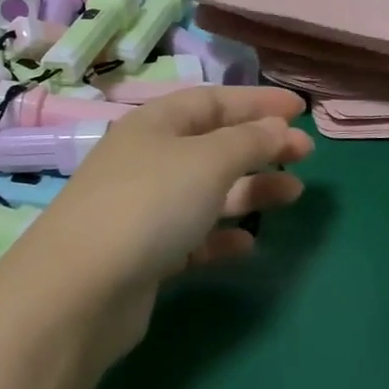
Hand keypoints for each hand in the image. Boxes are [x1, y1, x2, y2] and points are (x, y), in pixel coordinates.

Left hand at [0, 86, 313, 361]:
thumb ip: (248, 141)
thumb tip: (279, 126)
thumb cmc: (149, 204)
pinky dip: (221, 235)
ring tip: (293, 193)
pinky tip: (249, 244)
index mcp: (155, 124)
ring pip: (206, 190)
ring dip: (249, 189)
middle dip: (259, 145)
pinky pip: (192, 236)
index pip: (213, 100)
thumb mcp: (206, 161)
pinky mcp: (144, 253)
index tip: (300, 109)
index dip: (257, 101)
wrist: (81, 288)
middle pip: (211, 144)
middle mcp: (147, 159)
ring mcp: (143, 207)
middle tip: (307, 154)